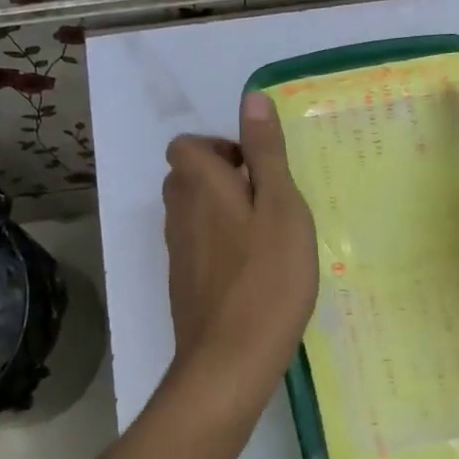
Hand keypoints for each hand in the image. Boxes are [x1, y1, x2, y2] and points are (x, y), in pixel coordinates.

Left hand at [162, 91, 318, 383]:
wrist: (230, 360)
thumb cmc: (266, 277)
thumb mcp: (280, 206)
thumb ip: (266, 152)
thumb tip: (251, 98)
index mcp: (199, 184)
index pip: (188, 145)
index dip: (221, 147)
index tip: (258, 169)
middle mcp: (178, 212)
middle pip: (188, 176)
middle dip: (225, 177)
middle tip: (268, 199)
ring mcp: (177, 251)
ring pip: (193, 212)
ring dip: (224, 211)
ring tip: (267, 234)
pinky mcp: (184, 283)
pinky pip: (198, 244)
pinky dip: (221, 243)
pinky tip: (255, 269)